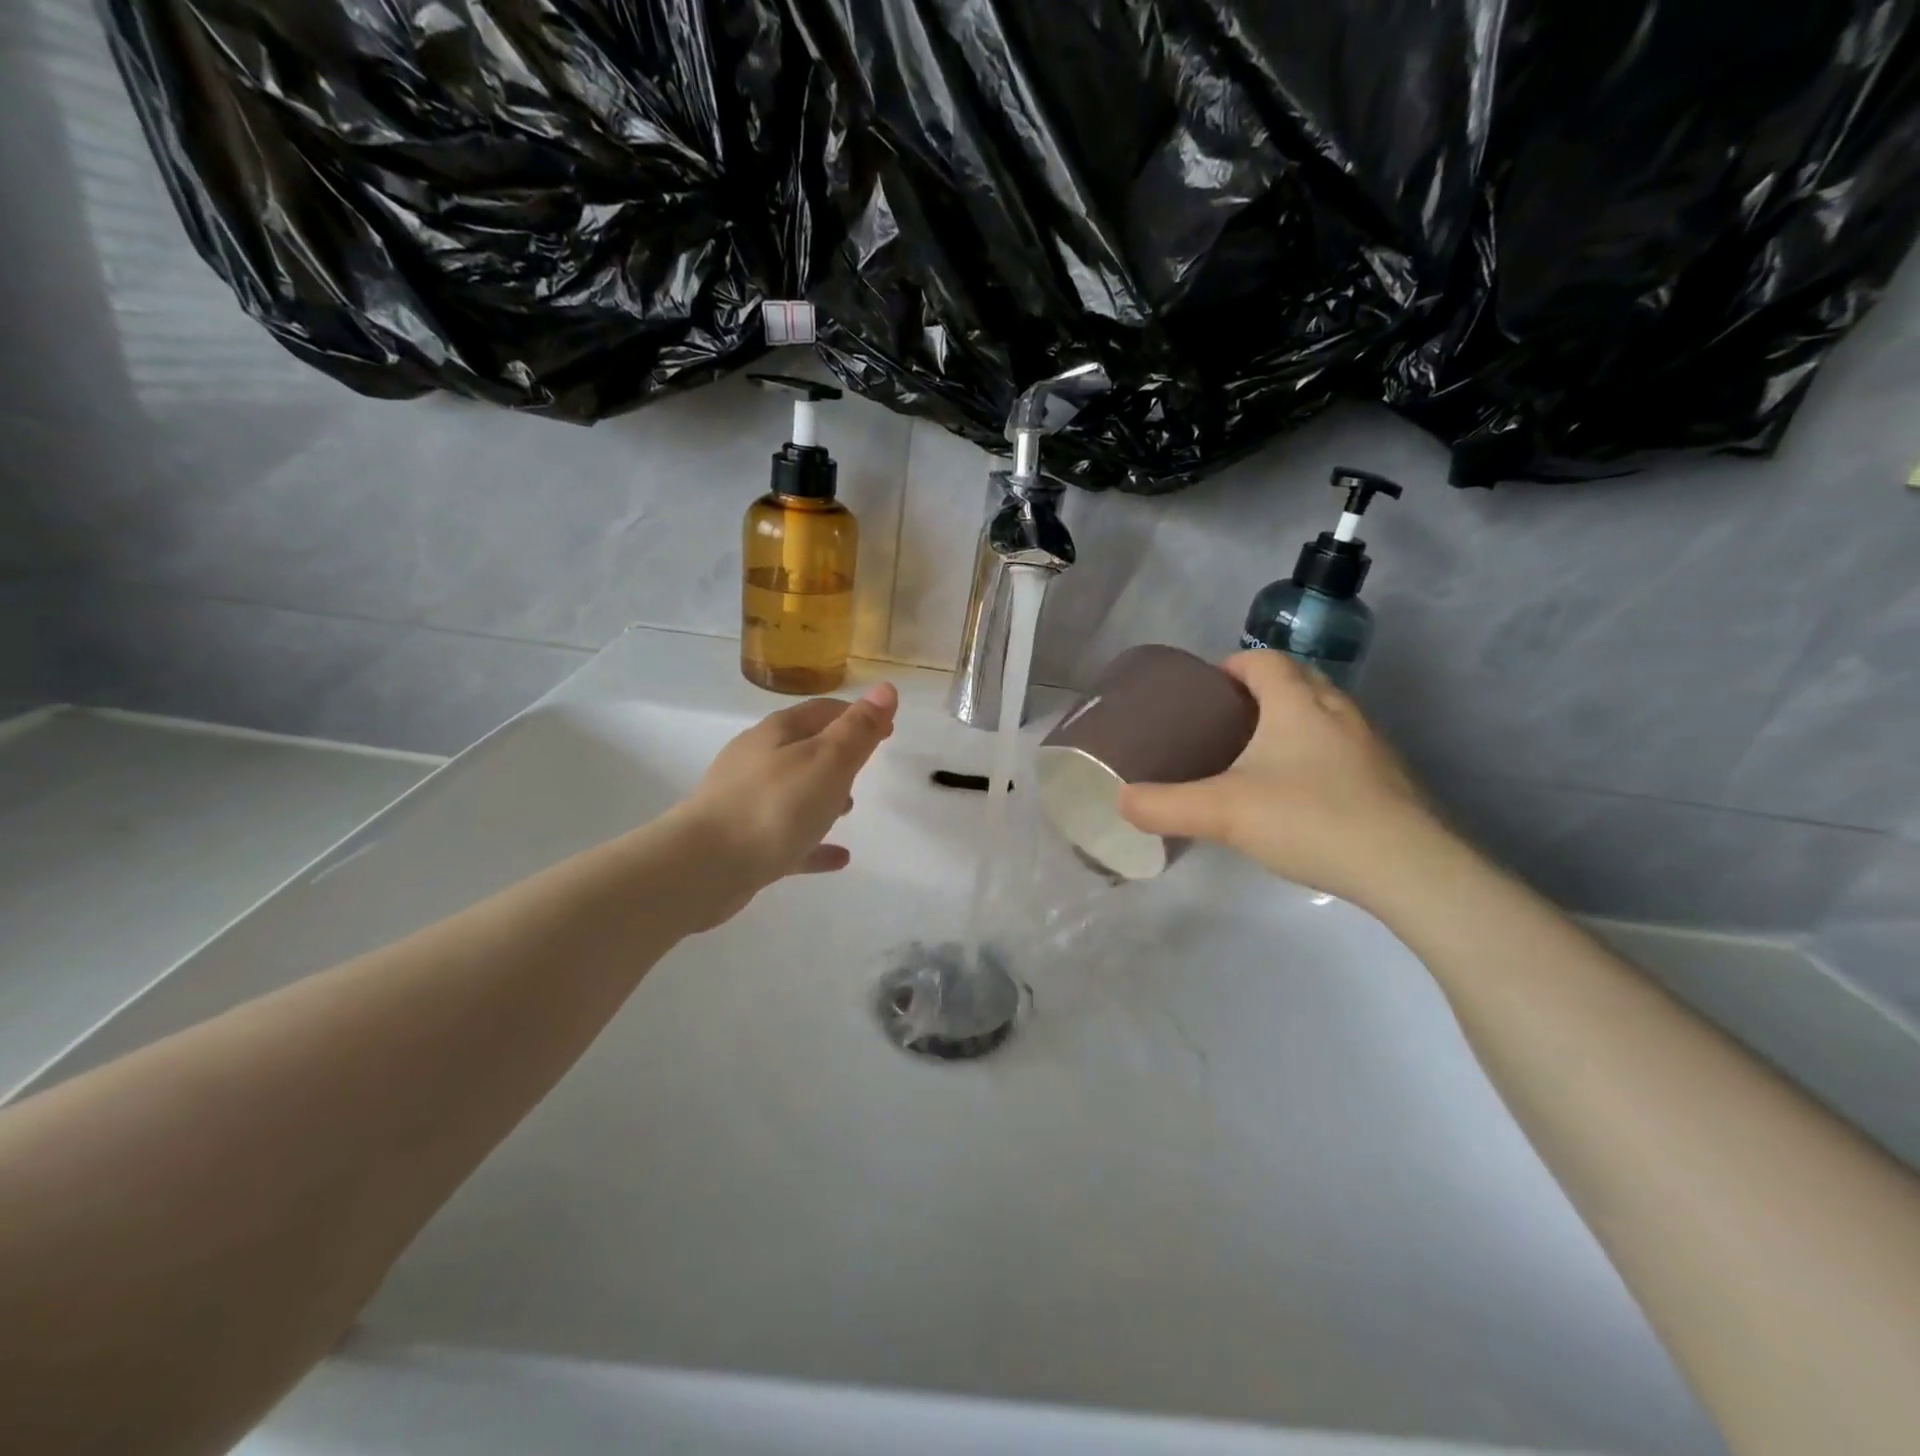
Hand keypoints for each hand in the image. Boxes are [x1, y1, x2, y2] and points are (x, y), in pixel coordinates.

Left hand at [674, 683, 898, 924]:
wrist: (703, 868)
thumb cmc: (774, 806)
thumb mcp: (828, 761)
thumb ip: (858, 729)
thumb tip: (886, 688)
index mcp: (777, 734)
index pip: (821, 711)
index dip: (856, 715)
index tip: (887, 728)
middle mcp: (756, 761)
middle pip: (803, 748)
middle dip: (836, 754)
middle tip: (866, 767)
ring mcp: (744, 801)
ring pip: (792, 792)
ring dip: (822, 796)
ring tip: (850, 810)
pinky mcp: (741, 842)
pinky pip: (787, 836)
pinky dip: (813, 841)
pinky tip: (838, 857)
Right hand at [1117, 651, 1445, 906]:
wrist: (1408, 868)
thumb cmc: (1309, 819)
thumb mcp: (1222, 813)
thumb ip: (1164, 805)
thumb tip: (1121, 801)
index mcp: (1297, 703)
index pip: (1264, 661)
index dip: (1232, 667)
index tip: (1206, 691)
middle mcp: (1338, 712)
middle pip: (1298, 680)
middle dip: (1261, 692)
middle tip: (1227, 723)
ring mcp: (1371, 745)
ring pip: (1324, 715)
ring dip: (1292, 722)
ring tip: (1259, 758)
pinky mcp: (1391, 780)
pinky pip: (1345, 749)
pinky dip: (1318, 756)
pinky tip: (1301, 796)